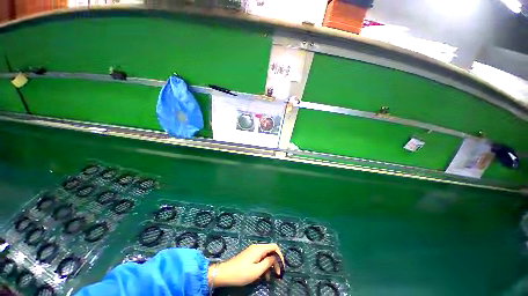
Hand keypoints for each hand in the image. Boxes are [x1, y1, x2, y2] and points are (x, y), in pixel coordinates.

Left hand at [208, 243, 283, 286]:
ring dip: (269, 266)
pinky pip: (260, 259)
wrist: (225, 273)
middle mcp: (257, 247)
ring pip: (265, 256)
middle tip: (277, 275)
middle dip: (275, 262)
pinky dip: (263, 266)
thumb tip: (276, 257)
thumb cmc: (241, 273)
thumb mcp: (257, 271)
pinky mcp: (249, 256)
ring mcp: (253, 251)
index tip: (281, 268)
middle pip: (270, 251)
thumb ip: (268, 262)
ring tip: (268, 278)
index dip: (280, 256)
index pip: (274, 246)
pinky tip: (261, 276)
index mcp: (259, 249)